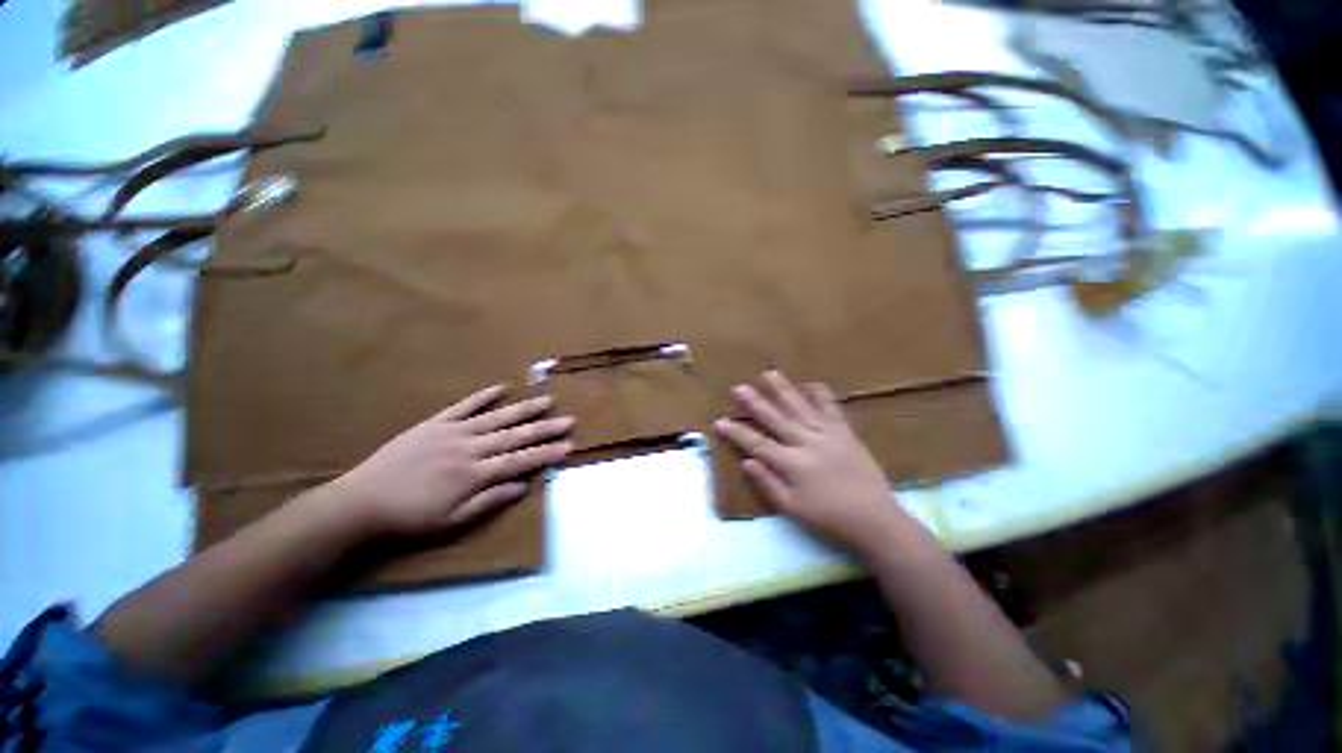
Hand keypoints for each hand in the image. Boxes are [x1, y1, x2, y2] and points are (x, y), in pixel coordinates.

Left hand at [330, 385, 572, 536]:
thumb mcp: (452, 522)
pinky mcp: (435, 423)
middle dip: (545, 429)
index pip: (521, 461)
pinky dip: (483, 396)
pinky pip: (463, 406)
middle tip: (569, 420)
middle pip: (515, 436)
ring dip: (524, 409)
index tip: (569, 446)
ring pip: (497, 418)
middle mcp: (470, 448)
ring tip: (547, 400)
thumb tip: (524, 486)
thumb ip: (490, 501)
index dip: (547, 454)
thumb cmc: (410, 518)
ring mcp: (453, 432)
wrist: (361, 502)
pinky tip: (501, 387)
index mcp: (475, 474)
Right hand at [714, 371, 914, 558]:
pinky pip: (831, 408)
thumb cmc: (830, 520)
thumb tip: (746, 461)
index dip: (737, 432)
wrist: (876, 520)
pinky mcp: (845, 433)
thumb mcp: (793, 509)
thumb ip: (768, 483)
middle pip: (776, 418)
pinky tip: (810, 383)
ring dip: (783, 390)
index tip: (720, 421)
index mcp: (792, 464)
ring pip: (800, 407)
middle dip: (755, 403)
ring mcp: (827, 435)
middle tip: (739, 388)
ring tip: (769, 374)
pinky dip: (820, 394)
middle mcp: (807, 443)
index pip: (757, 444)